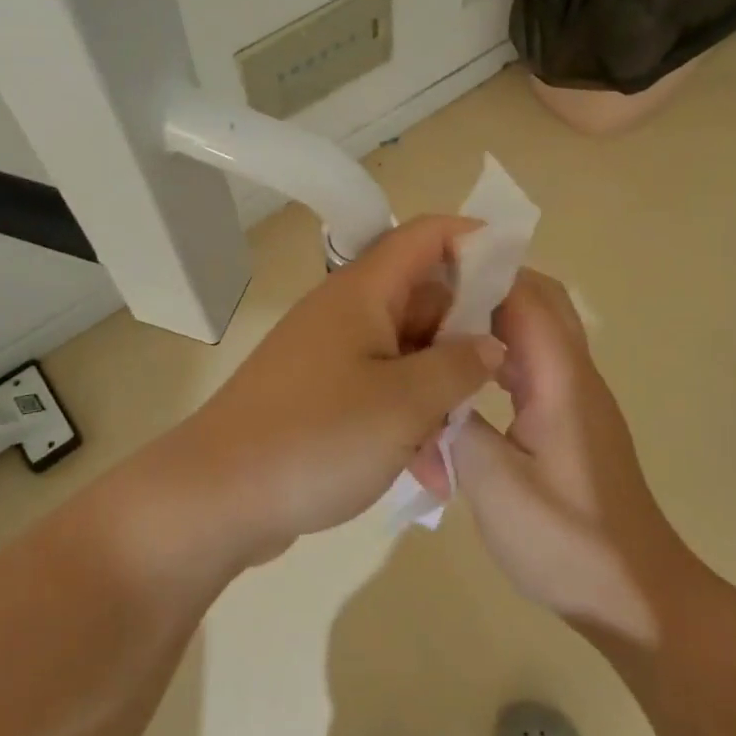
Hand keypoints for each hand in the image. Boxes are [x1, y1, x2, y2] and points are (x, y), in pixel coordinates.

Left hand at [177, 216, 504, 565]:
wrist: (216, 500)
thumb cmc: (317, 437)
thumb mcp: (404, 403)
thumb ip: (459, 366)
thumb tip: (490, 343)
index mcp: (363, 292)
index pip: (426, 236)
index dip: (475, 240)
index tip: (519, 272)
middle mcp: (347, 312)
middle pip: (422, 298)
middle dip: (465, 334)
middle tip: (505, 375)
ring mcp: (331, 355)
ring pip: (406, 351)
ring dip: (438, 389)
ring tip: (461, 441)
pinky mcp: (321, 395)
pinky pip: (380, 390)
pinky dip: (407, 419)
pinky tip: (429, 473)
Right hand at [451, 270, 688, 644]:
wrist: (635, 596)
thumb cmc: (566, 541)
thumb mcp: (494, 485)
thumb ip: (458, 423)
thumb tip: (434, 388)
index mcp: (561, 378)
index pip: (525, 295)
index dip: (480, 273)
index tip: (429, 273)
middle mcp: (575, 373)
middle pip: (540, 299)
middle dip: (488, 285)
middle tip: (432, 297)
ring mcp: (577, 396)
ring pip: (538, 329)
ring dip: (494, 318)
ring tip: (439, 328)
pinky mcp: (572, 418)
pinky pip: (536, 362)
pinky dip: (501, 352)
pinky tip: (465, 378)